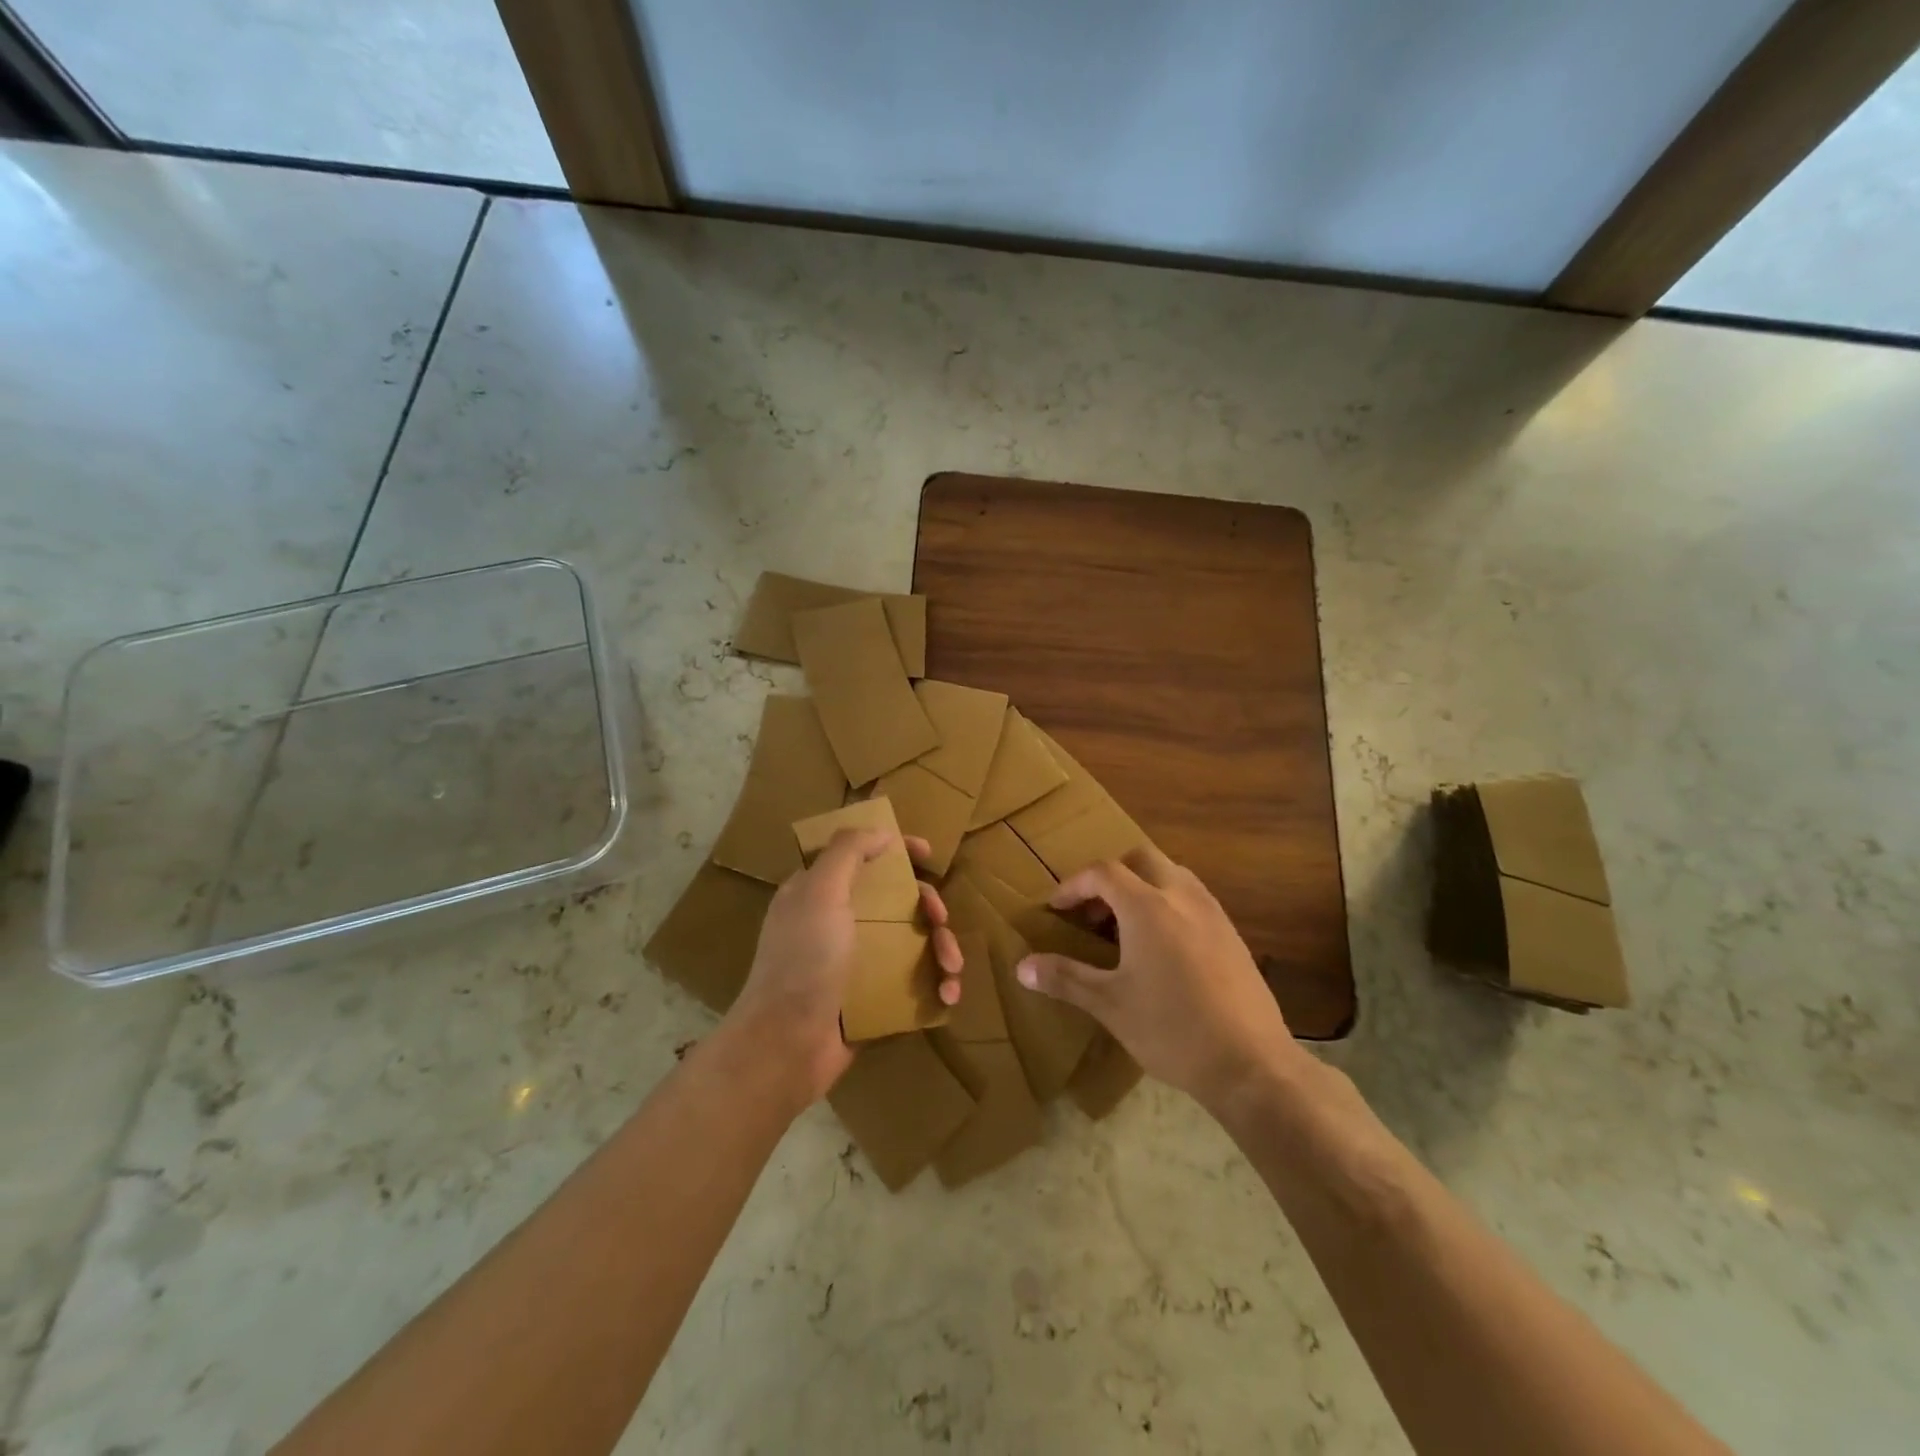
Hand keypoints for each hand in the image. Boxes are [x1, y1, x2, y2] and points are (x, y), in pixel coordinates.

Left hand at [726, 829, 961, 1105]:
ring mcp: (857, 962)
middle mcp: (839, 922)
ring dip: (941, 949)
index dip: (896, 849)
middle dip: (929, 907)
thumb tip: (882, 833)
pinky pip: (914, 980)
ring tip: (952, 969)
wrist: (787, 1045)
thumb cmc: (803, 960)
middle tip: (940, 920)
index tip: (928, 853)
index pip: (862, 856)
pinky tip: (946, 997)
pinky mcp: (873, 997)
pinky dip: (935, 984)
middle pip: (897, 900)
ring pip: (912, 940)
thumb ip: (848, 852)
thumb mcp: (820, 892)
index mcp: (820, 892)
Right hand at [1015, 846, 1299, 1112]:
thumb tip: (1022, 967)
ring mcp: (1213, 913)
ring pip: (1171, 874)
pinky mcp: (1232, 934)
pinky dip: (1167, 903)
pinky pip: (1192, 898)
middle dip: (1110, 875)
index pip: (1103, 872)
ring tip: (1123, 926)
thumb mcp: (1109, 1004)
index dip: (1074, 886)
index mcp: (1148, 907)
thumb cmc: (1171, 1029)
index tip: (1056, 909)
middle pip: (1140, 859)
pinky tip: (1161, 947)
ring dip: (1141, 886)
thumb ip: (1065, 978)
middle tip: (1092, 911)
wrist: (1251, 1064)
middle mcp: (1182, 896)